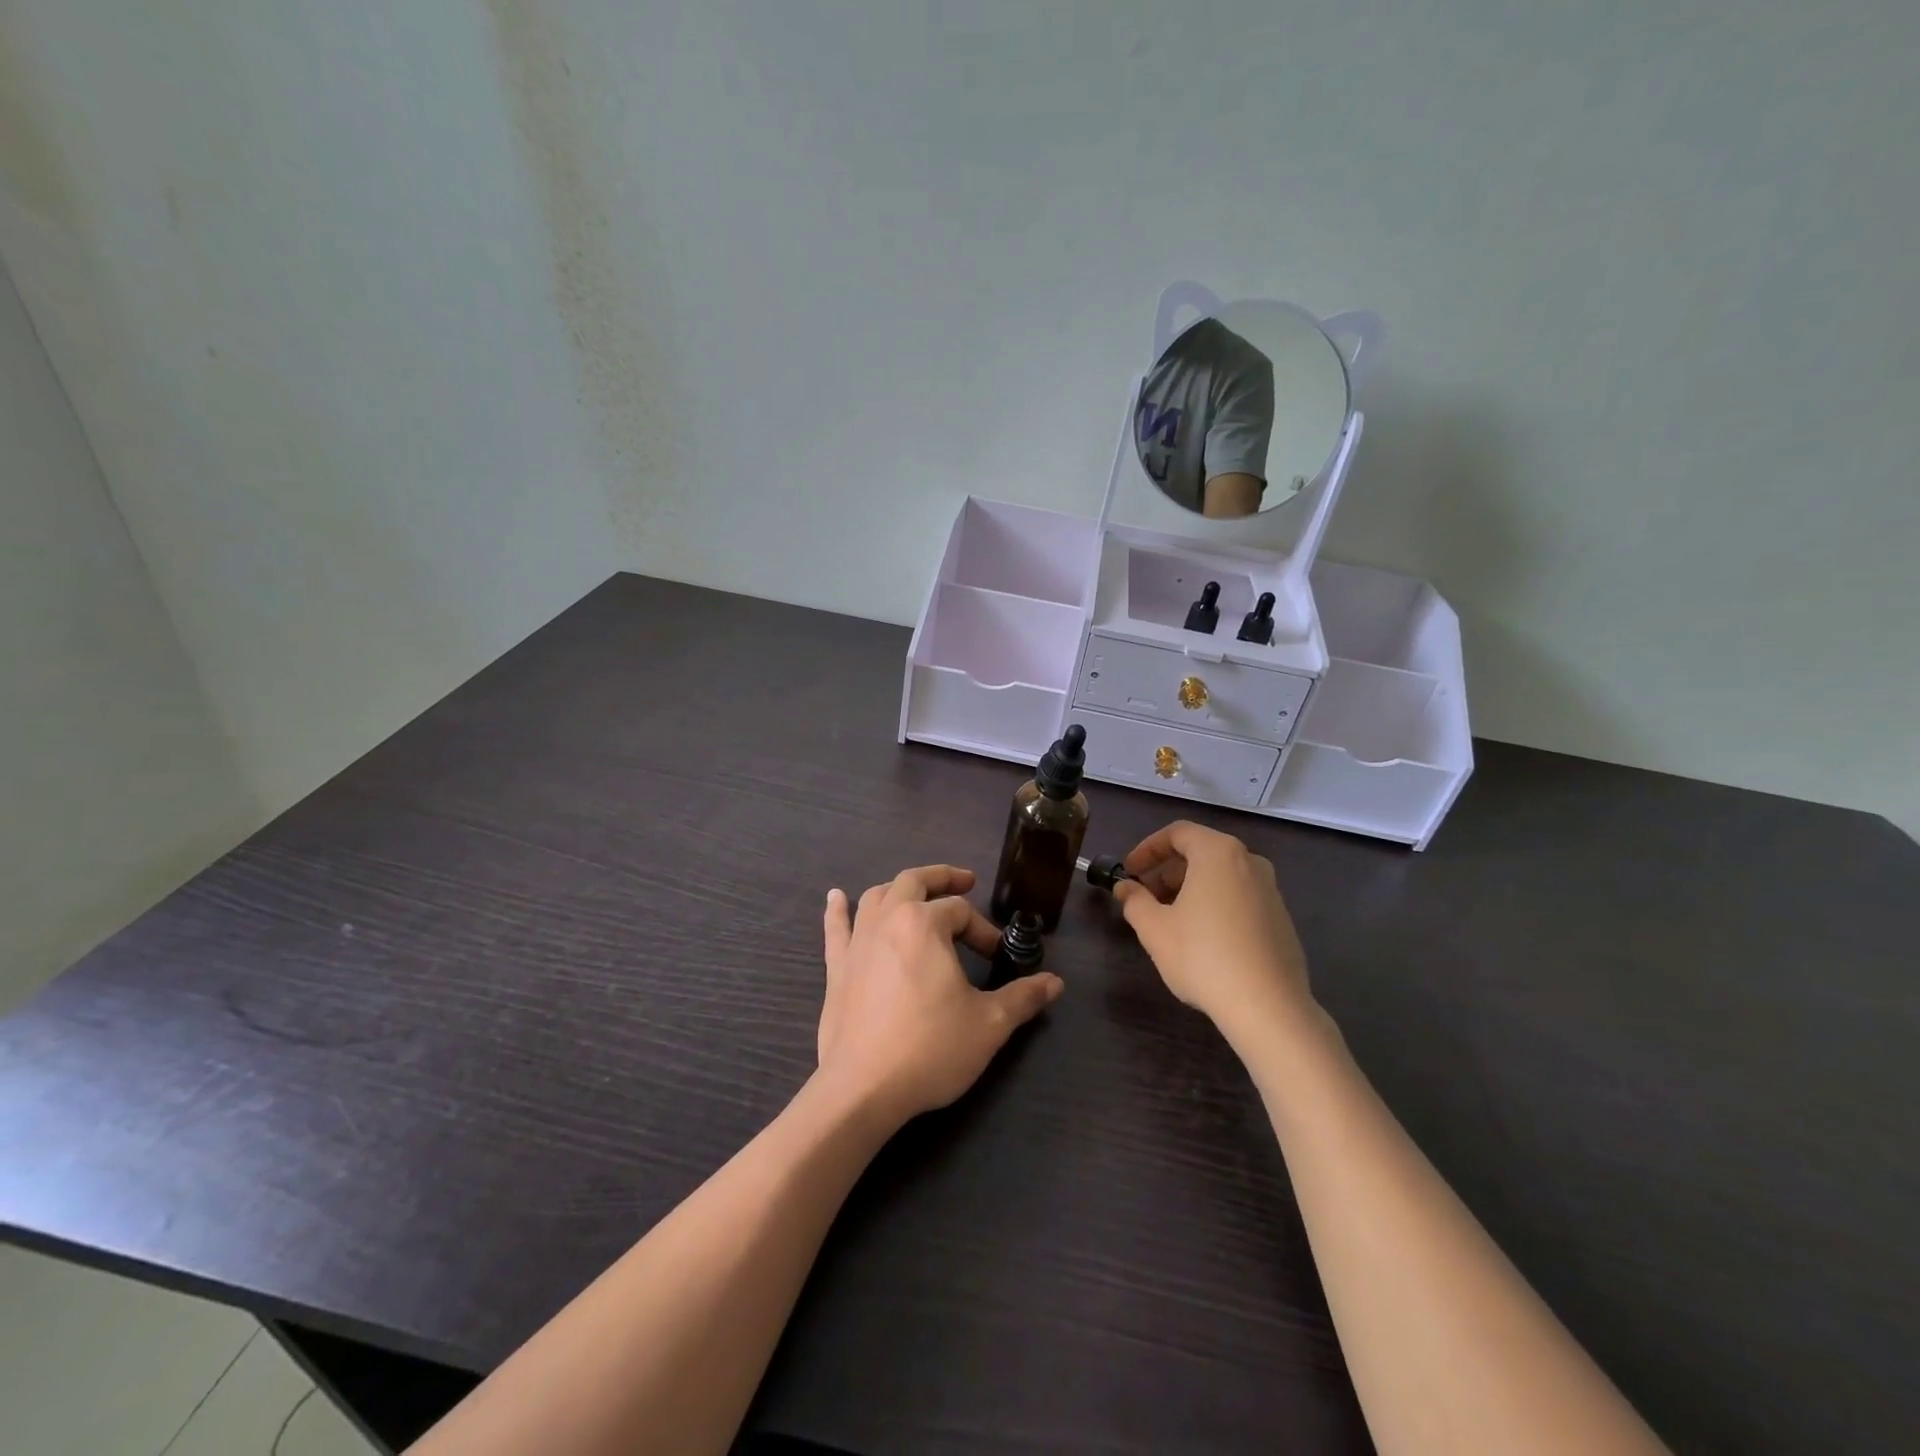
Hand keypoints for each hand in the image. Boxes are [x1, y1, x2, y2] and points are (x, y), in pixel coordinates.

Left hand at [817, 865, 1062, 1125]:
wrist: (864, 1088)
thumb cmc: (931, 1048)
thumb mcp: (989, 1024)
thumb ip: (1023, 997)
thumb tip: (1055, 983)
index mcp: (924, 924)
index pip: (961, 912)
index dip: (983, 930)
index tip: (997, 957)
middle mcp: (888, 919)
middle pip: (915, 882)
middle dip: (943, 878)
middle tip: (965, 882)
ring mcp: (857, 941)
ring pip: (877, 896)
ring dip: (900, 888)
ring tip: (916, 893)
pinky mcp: (836, 967)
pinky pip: (836, 927)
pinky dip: (837, 909)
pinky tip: (836, 897)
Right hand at [1112, 822, 1315, 1037]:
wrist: (1268, 1007)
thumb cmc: (1203, 957)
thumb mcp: (1155, 928)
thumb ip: (1134, 901)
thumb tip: (1125, 888)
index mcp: (1218, 853)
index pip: (1177, 833)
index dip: (1147, 849)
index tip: (1129, 871)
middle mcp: (1250, 862)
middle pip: (1201, 852)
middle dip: (1167, 871)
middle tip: (1145, 897)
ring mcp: (1271, 890)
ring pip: (1221, 876)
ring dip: (1190, 889)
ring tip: (1170, 920)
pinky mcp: (1282, 919)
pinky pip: (1240, 898)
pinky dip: (1215, 905)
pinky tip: (1202, 939)